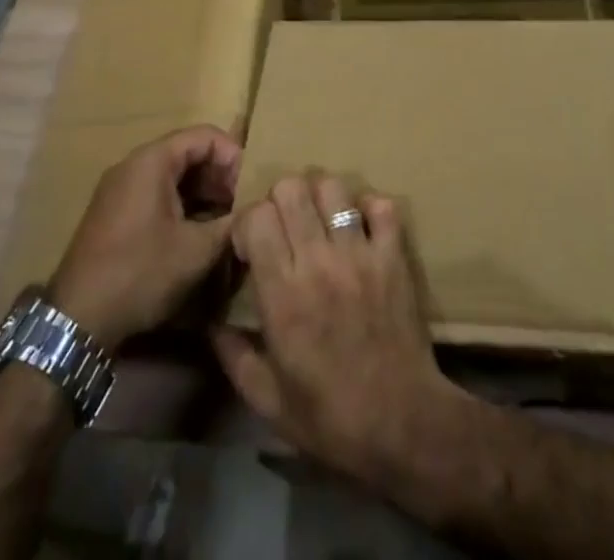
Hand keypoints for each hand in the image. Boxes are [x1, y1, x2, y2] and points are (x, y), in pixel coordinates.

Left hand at [50, 125, 240, 347]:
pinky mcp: (113, 212)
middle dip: (219, 176)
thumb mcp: (195, 251)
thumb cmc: (139, 273)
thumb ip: (231, 224)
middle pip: (187, 152)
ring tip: (223, 222)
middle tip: (240, 207)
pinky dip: (180, 204)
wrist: (76, 319)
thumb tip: (258, 212)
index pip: (205, 135)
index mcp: (152, 160)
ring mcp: (119, 187)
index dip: (233, 156)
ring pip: (172, 174)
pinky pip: (155, 192)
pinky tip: (195, 234)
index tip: (249, 188)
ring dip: (202, 193)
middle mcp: (133, 164)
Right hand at [212, 172, 464, 477]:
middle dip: (279, 200)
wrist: (402, 426)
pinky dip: (369, 208)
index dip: (248, 222)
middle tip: (285, 227)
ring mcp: (359, 254)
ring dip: (321, 197)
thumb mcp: (268, 401)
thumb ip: (233, 356)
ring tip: (321, 222)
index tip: (251, 245)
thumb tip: (210, 322)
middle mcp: (317, 262)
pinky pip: (381, 206)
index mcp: (282, 293)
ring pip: (333, 187)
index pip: (257, 217)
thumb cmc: (330, 417)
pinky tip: (362, 228)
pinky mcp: (393, 256)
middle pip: (291, 188)